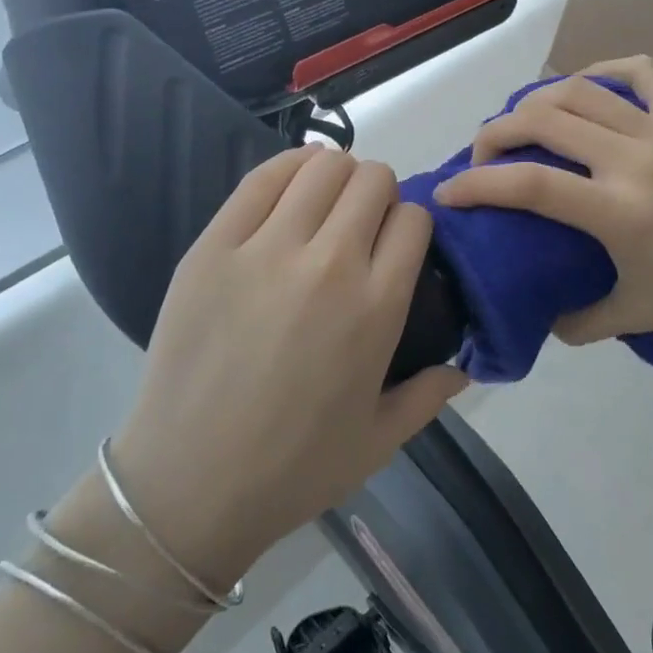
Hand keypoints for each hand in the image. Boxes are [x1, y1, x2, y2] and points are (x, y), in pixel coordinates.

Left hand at [111, 147, 465, 586]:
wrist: (187, 487)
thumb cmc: (293, 469)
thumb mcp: (380, 441)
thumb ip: (430, 395)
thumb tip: (465, 367)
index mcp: (377, 307)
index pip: (414, 219)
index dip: (411, 225)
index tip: (396, 246)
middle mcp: (329, 264)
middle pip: (373, 180)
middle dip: (378, 194)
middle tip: (360, 226)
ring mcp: (266, 249)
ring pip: (322, 165)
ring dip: (336, 175)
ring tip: (324, 206)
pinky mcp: (215, 245)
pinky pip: (262, 176)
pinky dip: (288, 168)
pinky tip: (291, 188)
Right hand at [434, 56, 652, 345]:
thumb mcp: (634, 317)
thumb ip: (577, 320)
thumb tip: (538, 315)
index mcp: (619, 213)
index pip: (529, 184)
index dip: (477, 184)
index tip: (448, 193)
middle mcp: (634, 160)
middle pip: (543, 120)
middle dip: (495, 132)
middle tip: (482, 154)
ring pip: (579, 90)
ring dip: (535, 100)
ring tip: (521, 123)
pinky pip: (636, 72)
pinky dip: (600, 70)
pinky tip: (582, 88)